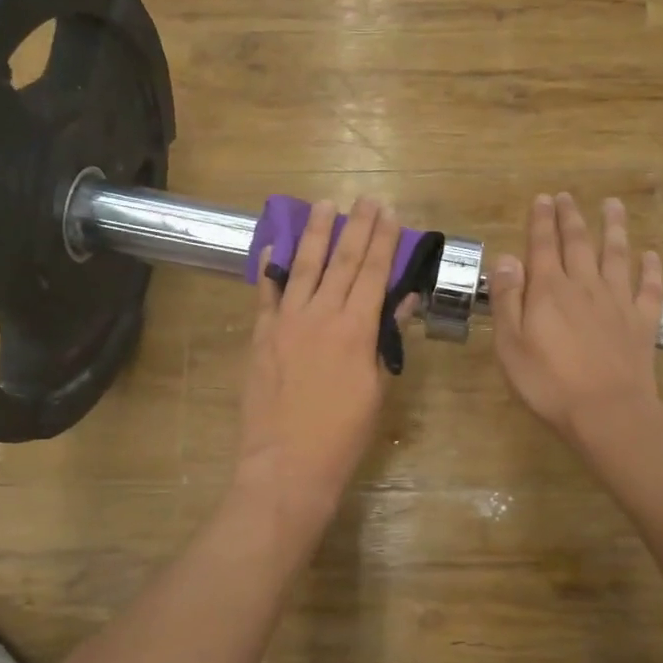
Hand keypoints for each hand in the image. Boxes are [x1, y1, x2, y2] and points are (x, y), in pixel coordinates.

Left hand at [235, 197, 404, 539]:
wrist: (287, 465)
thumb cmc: (342, 435)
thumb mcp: (374, 389)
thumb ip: (384, 340)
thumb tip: (401, 302)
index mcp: (355, 329)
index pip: (373, 273)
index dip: (383, 241)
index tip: (390, 213)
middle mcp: (320, 315)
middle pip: (341, 261)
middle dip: (356, 226)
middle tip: (366, 198)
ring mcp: (285, 322)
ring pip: (303, 267)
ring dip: (315, 234)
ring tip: (324, 204)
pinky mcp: (261, 336)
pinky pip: (266, 294)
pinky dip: (271, 269)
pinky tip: (275, 247)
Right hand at [488, 193, 662, 443]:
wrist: (608, 412)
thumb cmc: (548, 382)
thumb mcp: (511, 344)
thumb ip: (508, 299)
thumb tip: (507, 258)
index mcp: (549, 290)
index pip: (543, 245)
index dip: (542, 221)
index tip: (543, 198)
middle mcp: (585, 286)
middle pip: (579, 243)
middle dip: (572, 217)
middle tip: (568, 196)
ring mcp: (618, 302)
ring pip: (617, 255)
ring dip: (614, 228)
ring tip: (613, 205)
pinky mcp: (643, 322)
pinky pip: (649, 289)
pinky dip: (651, 270)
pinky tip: (651, 256)